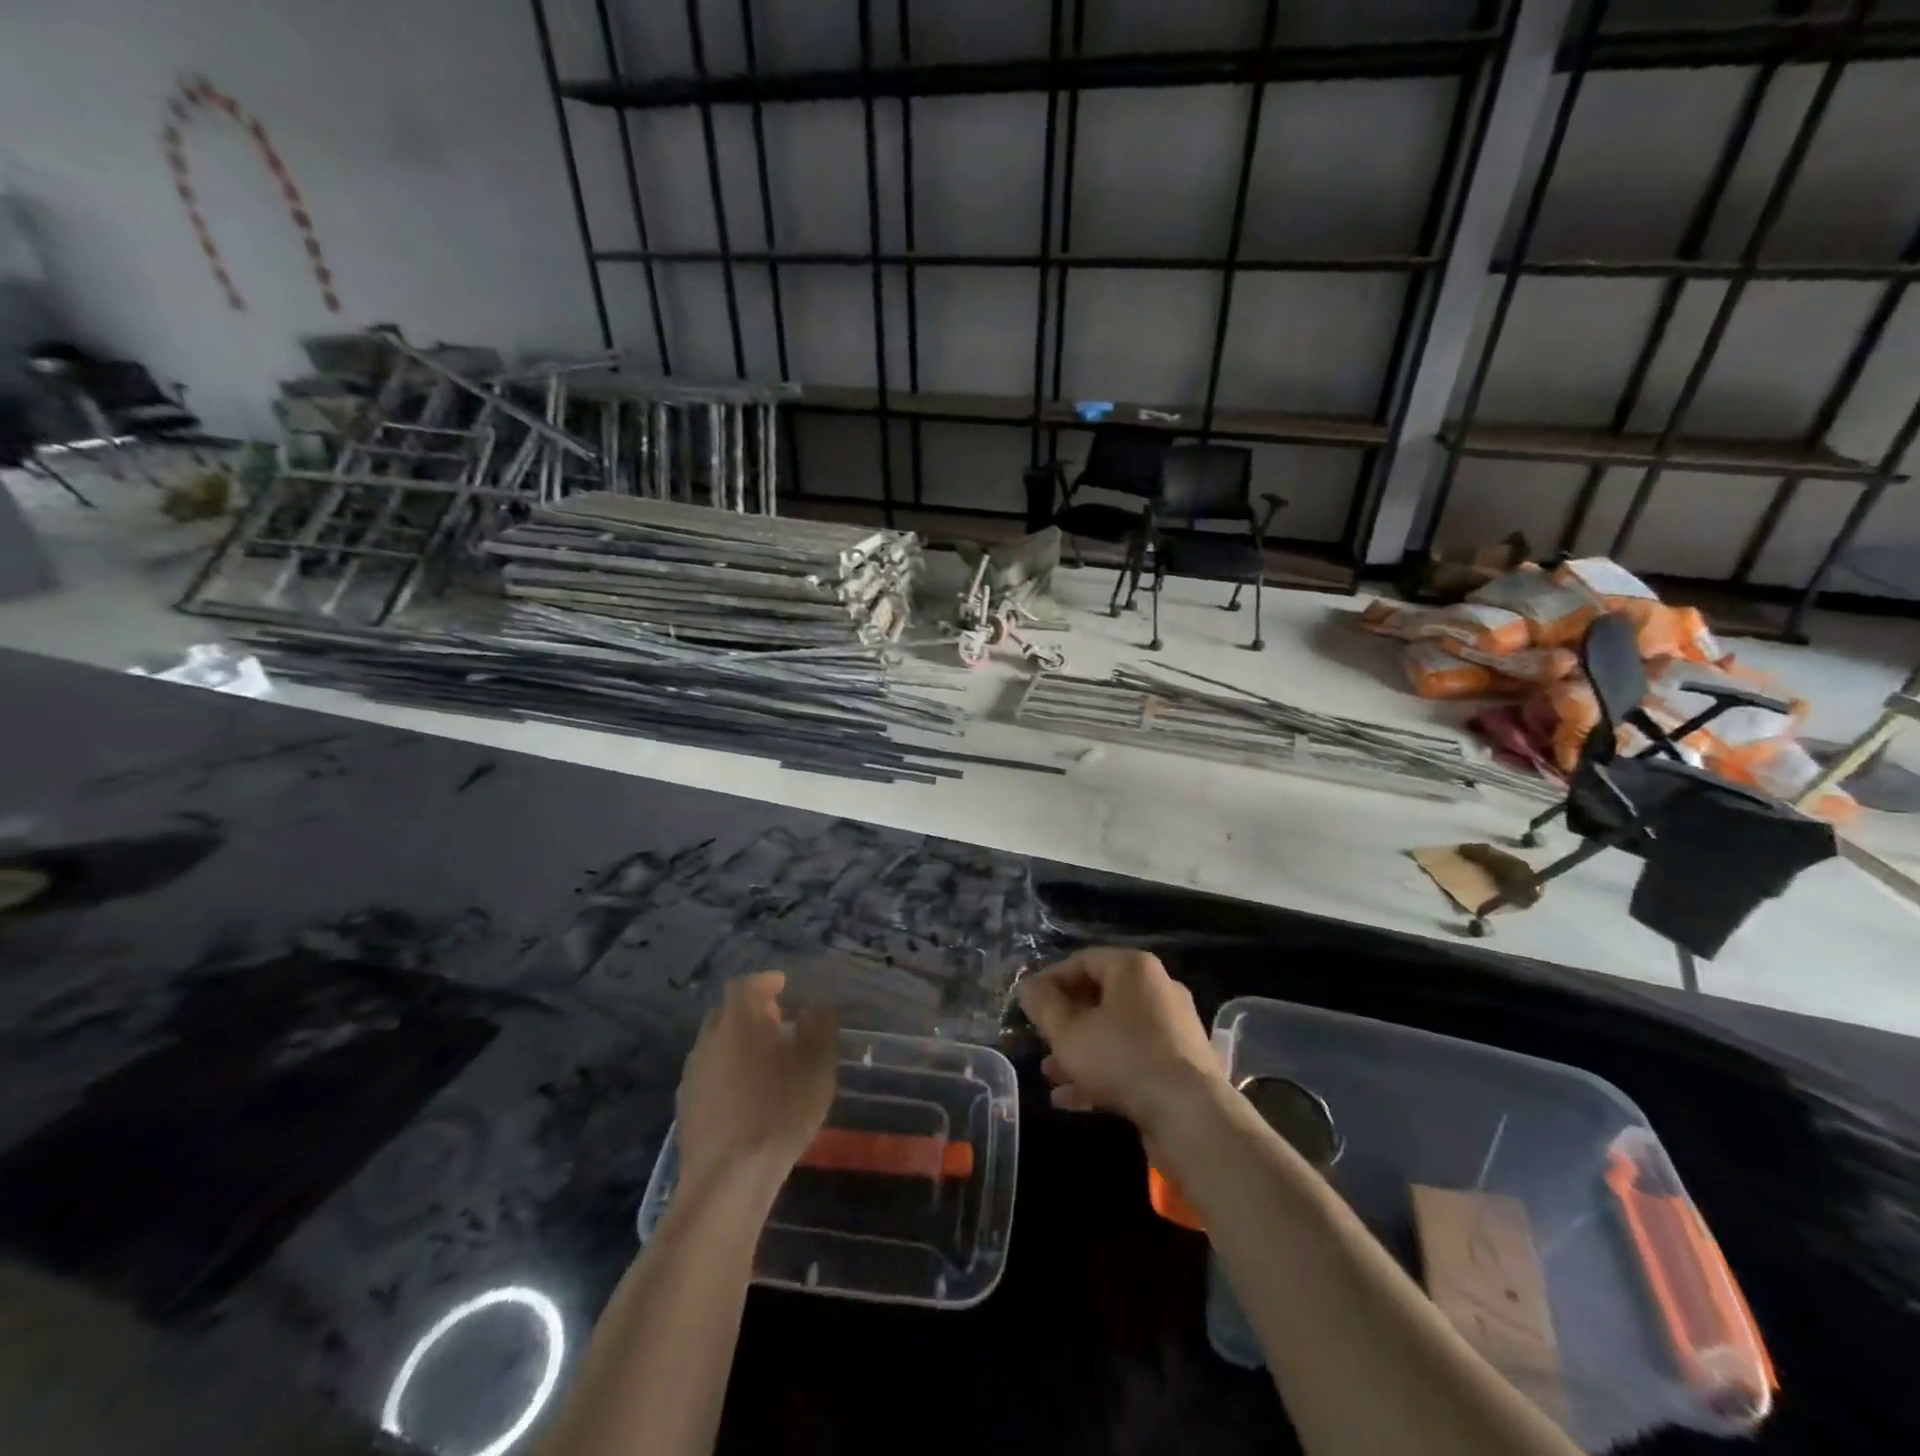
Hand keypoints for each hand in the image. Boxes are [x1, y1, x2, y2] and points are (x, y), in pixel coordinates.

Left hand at [677, 972, 836, 1193]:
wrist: (728, 1179)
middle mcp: (709, 1040)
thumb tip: (815, 1006)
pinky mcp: (686, 1107)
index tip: (784, 987)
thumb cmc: (779, 1110)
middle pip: (727, 1012)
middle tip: (778, 1022)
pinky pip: (709, 1074)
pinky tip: (746, 1094)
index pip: (746, 985)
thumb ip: (818, 1027)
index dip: (765, 982)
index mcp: (738, 1021)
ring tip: (766, 1060)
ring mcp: (692, 1075)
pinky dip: (728, 1072)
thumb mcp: (816, 1064)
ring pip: (716, 1044)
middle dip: (751, 1011)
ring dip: (738, 1043)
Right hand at [1015, 948, 1224, 1135]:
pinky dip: (1103, 1072)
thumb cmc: (1122, 1058)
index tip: (1028, 1005)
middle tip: (1040, 1040)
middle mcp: (1157, 990)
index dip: (1049, 981)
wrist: (1190, 1116)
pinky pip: (1132, 1058)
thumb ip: (1043, 1006)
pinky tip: (1071, 1099)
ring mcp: (1172, 1029)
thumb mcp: (1068, 1032)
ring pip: (1114, 1032)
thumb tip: (1029, 988)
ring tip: (1050, 1074)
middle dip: (1064, 1022)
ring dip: (1080, 1051)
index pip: (1082, 961)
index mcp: (1133, 969)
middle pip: (1099, 997)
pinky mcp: (1179, 1064)